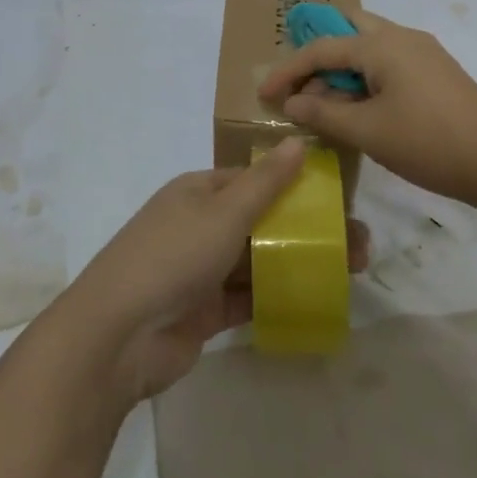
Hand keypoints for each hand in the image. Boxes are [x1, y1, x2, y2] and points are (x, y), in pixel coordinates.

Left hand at [57, 139, 368, 404]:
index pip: (253, 180)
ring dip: (299, 262)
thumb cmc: (173, 256)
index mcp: (199, 192)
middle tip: (358, 244)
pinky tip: (318, 298)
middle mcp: (200, 225)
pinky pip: (249, 297)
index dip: (294, 185)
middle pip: (262, 221)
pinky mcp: (205, 311)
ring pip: (260, 259)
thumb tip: (298, 142)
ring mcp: (202, 270)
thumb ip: (265, 181)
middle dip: (306, 229)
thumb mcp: (223, 211)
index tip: (337, 198)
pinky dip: (279, 296)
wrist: (119, 336)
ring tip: (351, 270)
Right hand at [259, 10, 476, 209]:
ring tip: (325, 100)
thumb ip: (324, 114)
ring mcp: (424, 52)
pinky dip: (366, 77)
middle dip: (318, 52)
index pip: (322, 47)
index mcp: (382, 44)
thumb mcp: (368, 132)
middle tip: (298, 82)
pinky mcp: (437, 72)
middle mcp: (402, 37)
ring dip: (343, 67)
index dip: (289, 70)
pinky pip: (389, 62)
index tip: (265, 94)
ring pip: (370, 46)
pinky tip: (361, 107)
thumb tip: (293, 102)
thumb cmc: (429, 143)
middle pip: (348, 29)